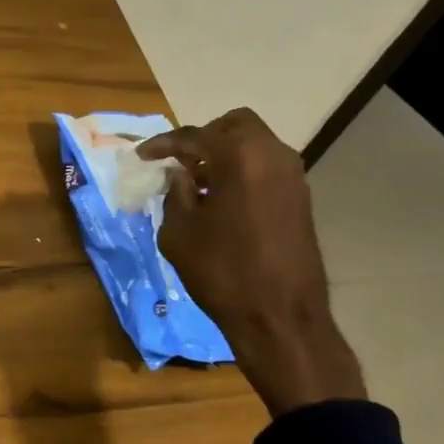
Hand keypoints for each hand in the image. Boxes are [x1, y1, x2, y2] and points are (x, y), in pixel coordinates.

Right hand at [138, 109, 364, 415]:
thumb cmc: (222, 272)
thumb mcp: (179, 232)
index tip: (141, 155)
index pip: (194, 136)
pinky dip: (243, 172)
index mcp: (240, 156)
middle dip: (203, 138)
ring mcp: (293, 177)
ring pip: (254, 145)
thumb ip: (176, 194)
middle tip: (178, 161)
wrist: (281, 318)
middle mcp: (272, 155)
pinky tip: (222, 200)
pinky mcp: (301, 199)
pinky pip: (266, 168)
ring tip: (197, 183)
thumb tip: (181, 176)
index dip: (163, 144)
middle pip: (234, 125)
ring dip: (225, 155)